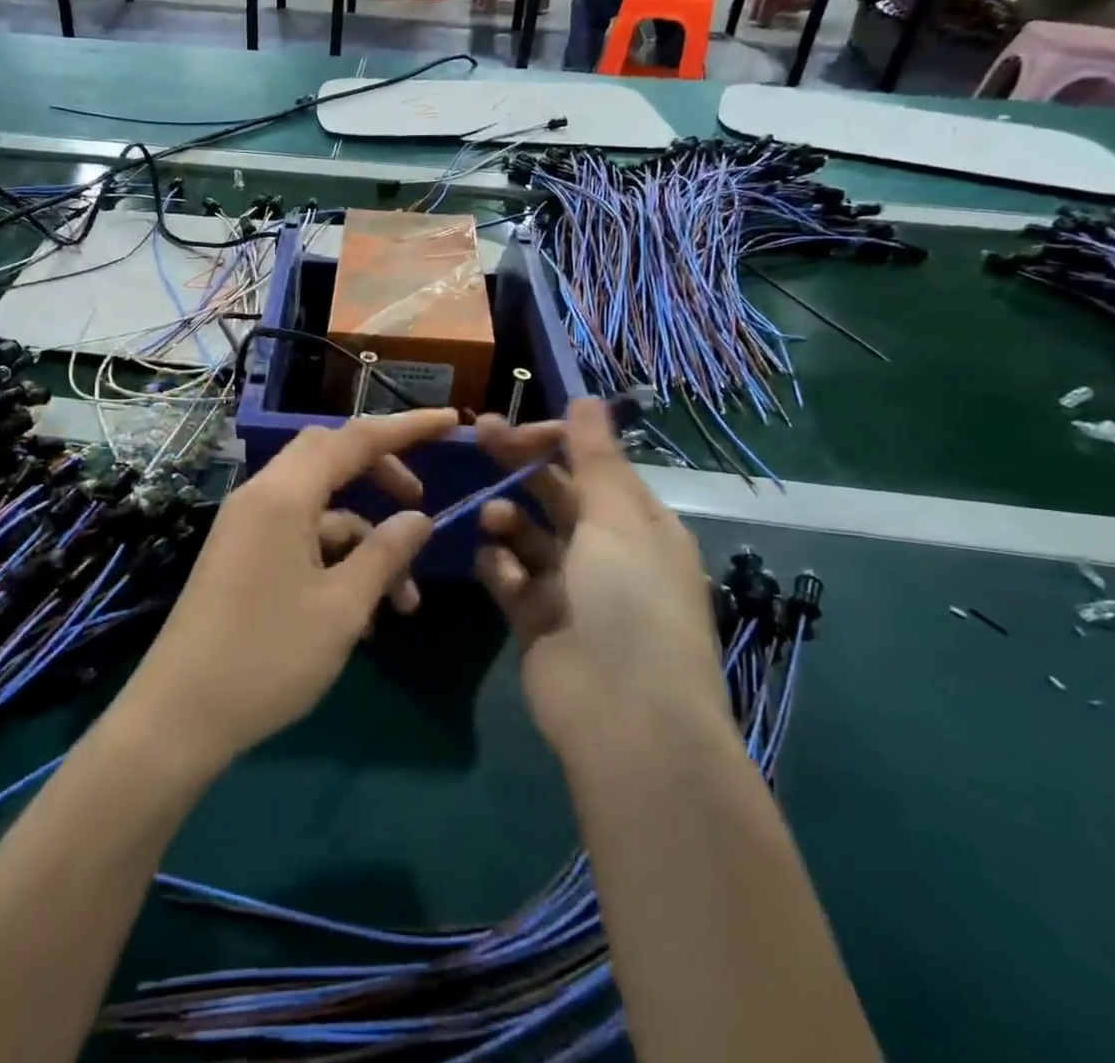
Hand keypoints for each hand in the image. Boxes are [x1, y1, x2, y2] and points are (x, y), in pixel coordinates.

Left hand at [121, 408, 457, 769]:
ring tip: (403, 602)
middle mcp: (262, 496)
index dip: (407, 427)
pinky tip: (363, 617)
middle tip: (420, 507)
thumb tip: (419, 519)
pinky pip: (300, 537)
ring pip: (321, 509)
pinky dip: (336, 561)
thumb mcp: (342, 607)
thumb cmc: (267, 656)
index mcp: (284, 495)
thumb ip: (385, 553)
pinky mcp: (243, 554)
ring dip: (365, 541)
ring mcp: (248, 525)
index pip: (355, 438)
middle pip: (332, 458)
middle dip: (382, 476)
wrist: (178, 716)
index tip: (451, 422)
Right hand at [473, 399, 727, 763]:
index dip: (554, 439)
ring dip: (507, 517)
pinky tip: (493, 563)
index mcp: (637, 523)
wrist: (624, 718)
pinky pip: (508, 578)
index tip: (515, 425)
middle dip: (519, 464)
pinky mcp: (534, 620)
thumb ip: (595, 456)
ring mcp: (568, 587)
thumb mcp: (618, 518)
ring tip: (494, 518)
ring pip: (527, 534)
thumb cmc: (630, 601)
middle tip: (477, 434)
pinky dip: (498, 565)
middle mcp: (604, 550)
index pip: (591, 464)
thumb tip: (588, 397)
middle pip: (554, 492)